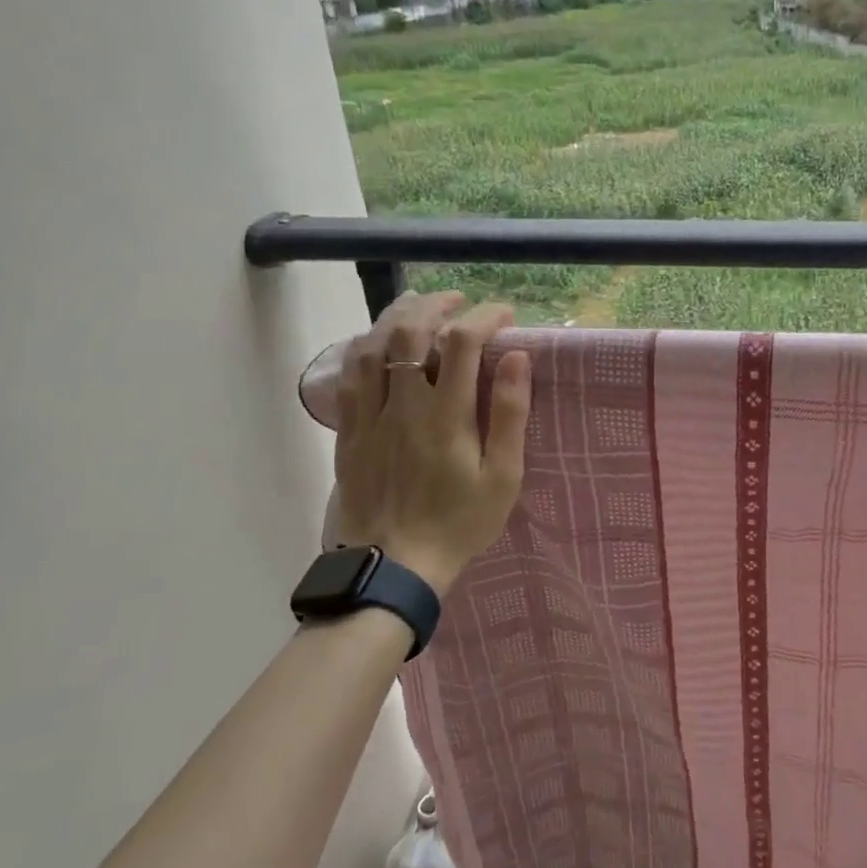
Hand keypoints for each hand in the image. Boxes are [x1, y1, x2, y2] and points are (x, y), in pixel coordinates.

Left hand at [331, 291, 530, 594]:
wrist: (394, 566)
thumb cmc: (459, 523)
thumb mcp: (502, 477)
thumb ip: (509, 414)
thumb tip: (517, 357)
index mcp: (446, 415)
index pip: (462, 342)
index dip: (484, 317)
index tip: (504, 315)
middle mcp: (403, 405)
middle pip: (409, 332)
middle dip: (436, 305)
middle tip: (458, 301)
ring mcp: (369, 416)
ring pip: (373, 346)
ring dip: (396, 318)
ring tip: (417, 307)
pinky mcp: (349, 431)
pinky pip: (350, 376)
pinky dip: (365, 347)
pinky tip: (377, 343)